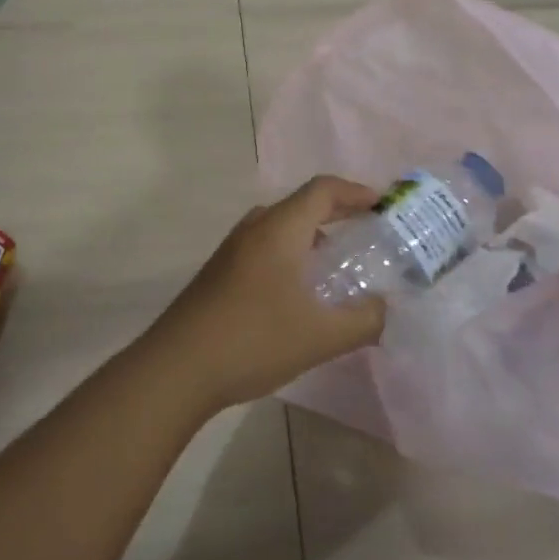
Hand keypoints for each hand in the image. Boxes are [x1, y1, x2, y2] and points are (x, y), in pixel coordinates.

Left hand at [138, 176, 387, 411]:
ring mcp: (231, 252)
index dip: (356, 192)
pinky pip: (263, 248)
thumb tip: (383, 310)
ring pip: (279, 228)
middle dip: (337, 213)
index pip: (322, 190)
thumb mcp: (321, 336)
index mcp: (279, 230)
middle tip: (366, 232)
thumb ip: (363, 321)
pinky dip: (290, 255)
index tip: (382, 206)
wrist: (176, 369)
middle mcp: (253, 230)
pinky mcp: (218, 274)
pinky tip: (299, 293)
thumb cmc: (252, 341)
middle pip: (300, 205)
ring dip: (311, 236)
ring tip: (336, 263)